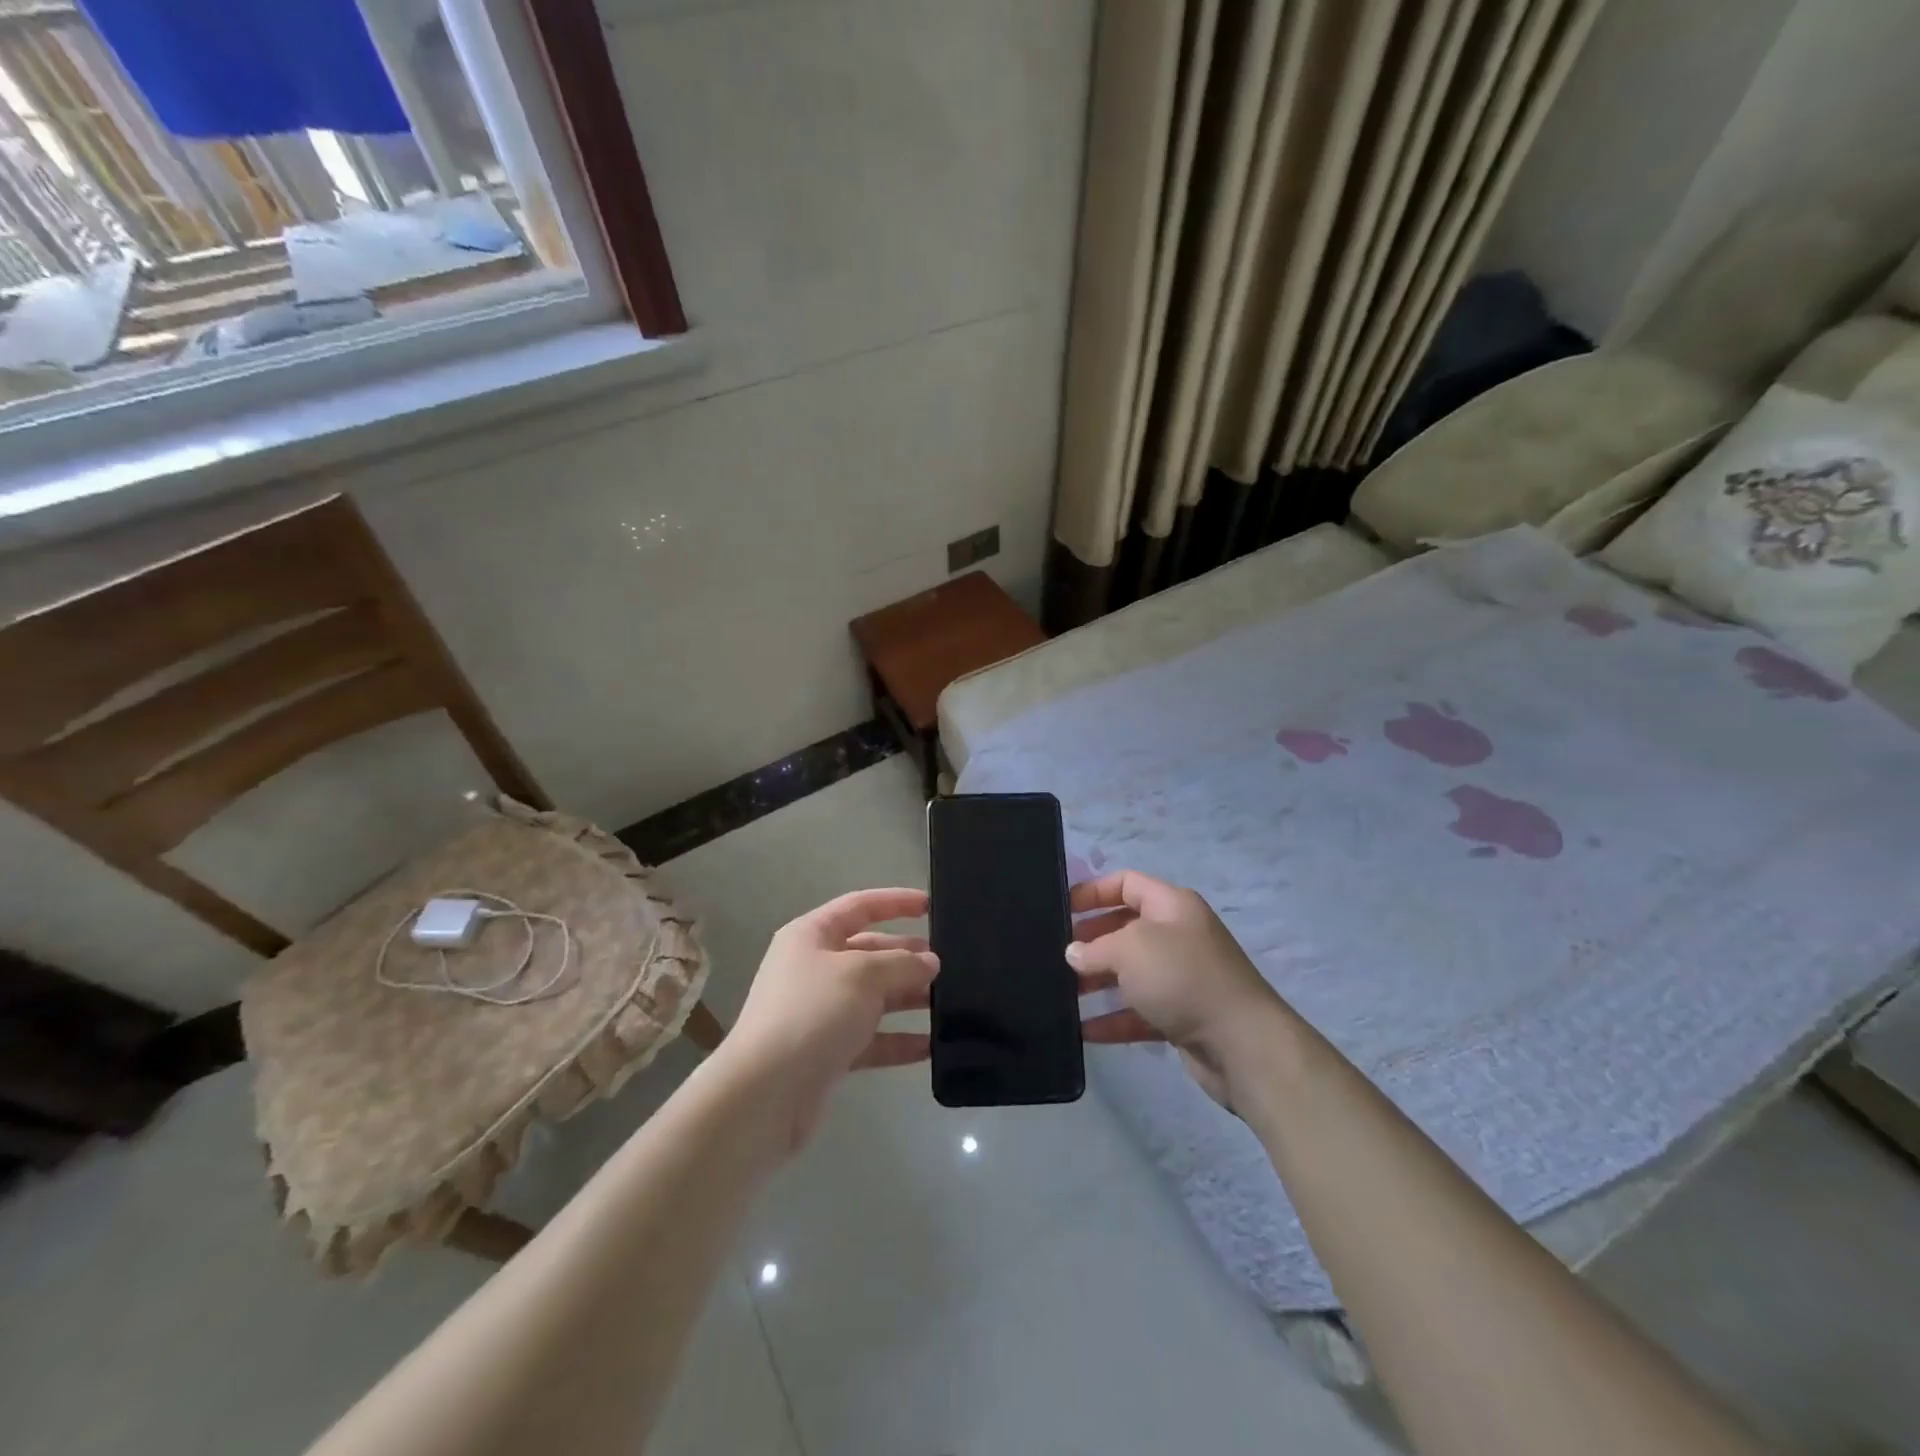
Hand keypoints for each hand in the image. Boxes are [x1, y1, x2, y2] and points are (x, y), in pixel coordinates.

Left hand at [716, 888, 937, 1151]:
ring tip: (948, 1001)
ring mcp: (819, 1012)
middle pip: (869, 951)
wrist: (764, 1093)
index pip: (860, 906)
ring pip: (873, 996)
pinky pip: (871, 1039)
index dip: (896, 902)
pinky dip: (899, 1040)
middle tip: (948, 963)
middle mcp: (813, 968)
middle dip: (907, 955)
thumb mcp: (863, 975)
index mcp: (812, 936)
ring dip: (908, 997)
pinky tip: (931, 1045)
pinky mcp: (826, 1052)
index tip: (932, 905)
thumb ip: (902, 963)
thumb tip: (930, 962)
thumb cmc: (812, 1012)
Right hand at [1067, 870, 1287, 1108]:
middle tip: (1058, 953)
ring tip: (1063, 991)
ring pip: (1131, 972)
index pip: (1126, 883)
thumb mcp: (1131, 949)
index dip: (1093, 891)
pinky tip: (1083, 1030)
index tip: (1061, 907)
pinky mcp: (1182, 1016)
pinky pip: (1139, 1011)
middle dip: (1091, 939)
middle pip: (1126, 927)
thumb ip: (1095, 947)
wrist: (1242, 1044)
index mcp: (1172, 906)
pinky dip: (1113, 1018)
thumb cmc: (1183, 977)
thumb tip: (1074, 953)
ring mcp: (1181, 977)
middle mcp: (1178, 936)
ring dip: (1098, 981)